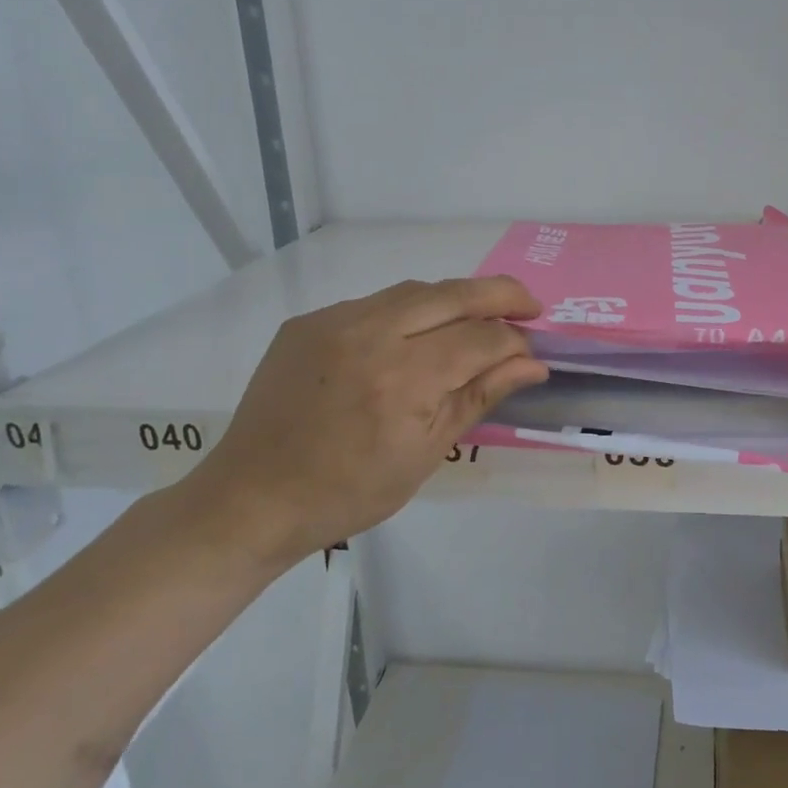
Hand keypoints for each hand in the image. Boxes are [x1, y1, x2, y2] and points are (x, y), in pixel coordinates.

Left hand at [175, 276, 547, 566]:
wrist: (254, 497)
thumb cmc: (349, 492)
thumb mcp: (425, 454)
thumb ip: (479, 397)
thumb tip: (532, 365)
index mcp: (403, 379)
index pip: (480, 340)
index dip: (515, 344)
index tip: (533, 356)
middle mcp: (370, 335)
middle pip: (453, 294)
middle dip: (502, 295)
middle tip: (531, 306)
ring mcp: (334, 321)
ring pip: (415, 290)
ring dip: (456, 298)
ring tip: (480, 318)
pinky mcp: (309, 321)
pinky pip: (374, 303)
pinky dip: (409, 311)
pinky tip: (417, 335)